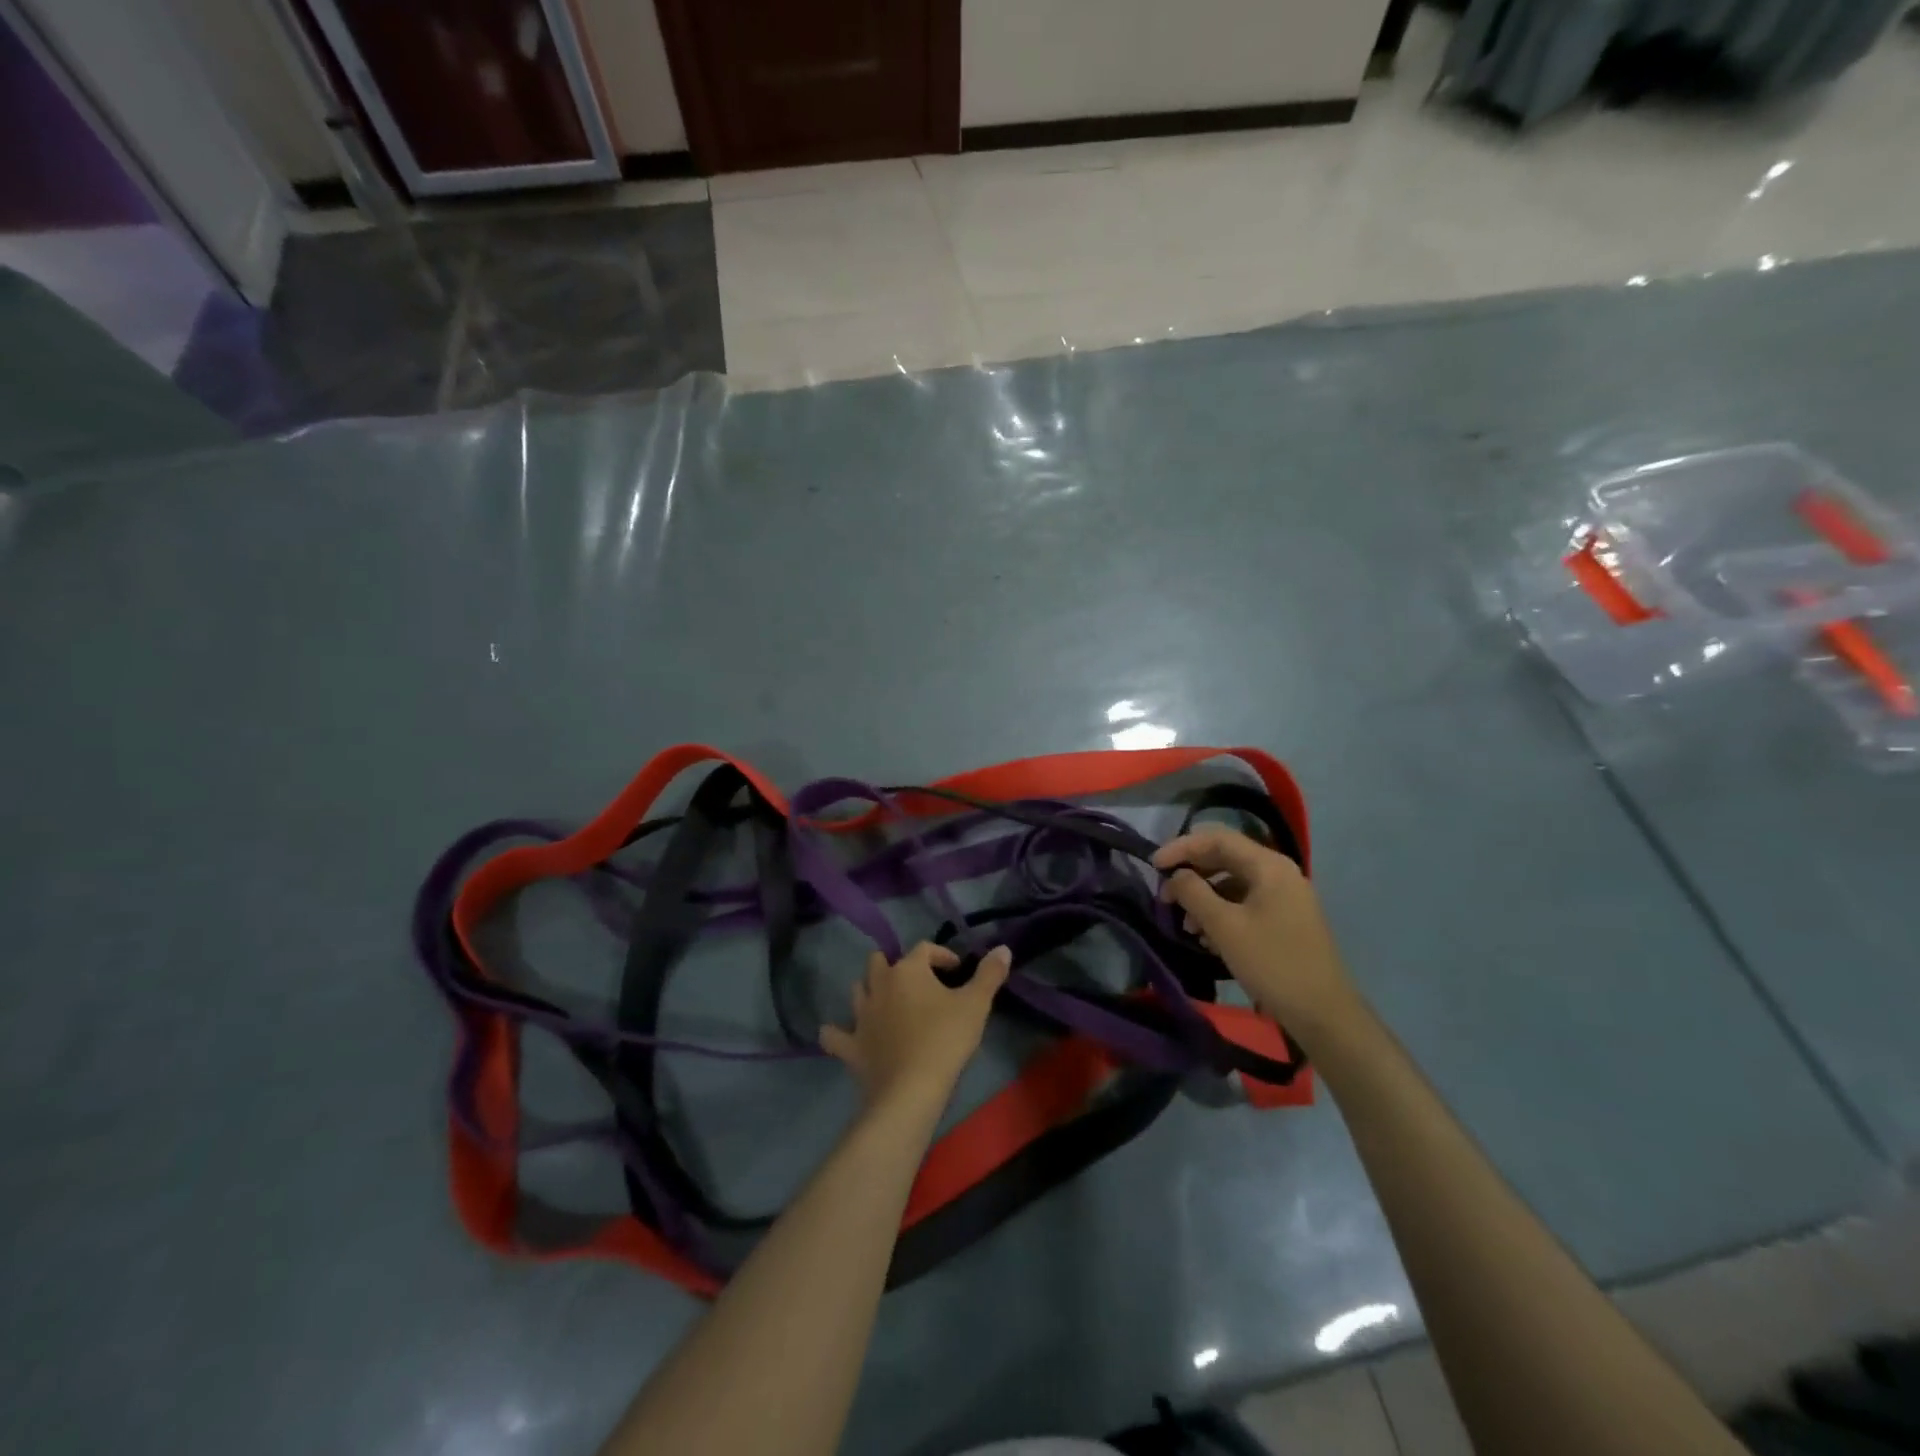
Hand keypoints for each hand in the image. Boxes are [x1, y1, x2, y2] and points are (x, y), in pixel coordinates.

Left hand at [820, 942, 1011, 1111]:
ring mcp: (861, 1016)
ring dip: (869, 990)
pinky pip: (834, 1035)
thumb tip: (1003, 948)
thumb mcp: (976, 1004)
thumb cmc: (945, 1040)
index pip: (924, 949)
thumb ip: (989, 974)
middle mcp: (879, 985)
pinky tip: (840, 1034)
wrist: (911, 1090)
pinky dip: (836, 1033)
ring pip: (858, 990)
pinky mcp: (851, 1046)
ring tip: (887, 1002)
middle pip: (879, 962)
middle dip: (895, 965)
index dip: (941, 955)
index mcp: (908, 970)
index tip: (957, 970)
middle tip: (917, 982)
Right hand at [1152, 827, 1355, 1035]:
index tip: (1153, 866)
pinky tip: (1208, 938)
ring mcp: (1285, 897)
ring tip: (1186, 926)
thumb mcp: (1224, 927)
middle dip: (1191, 875)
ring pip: (1234, 884)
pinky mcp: (1286, 920)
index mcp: (1269, 866)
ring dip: (1204, 898)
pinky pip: (1246, 904)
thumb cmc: (1272, 963)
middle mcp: (1279, 873)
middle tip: (1164, 895)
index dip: (1181, 847)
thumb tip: (1176, 876)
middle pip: (1225, 858)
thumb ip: (1193, 893)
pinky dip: (1222, 913)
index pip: (1217, 839)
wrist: (1323, 1013)